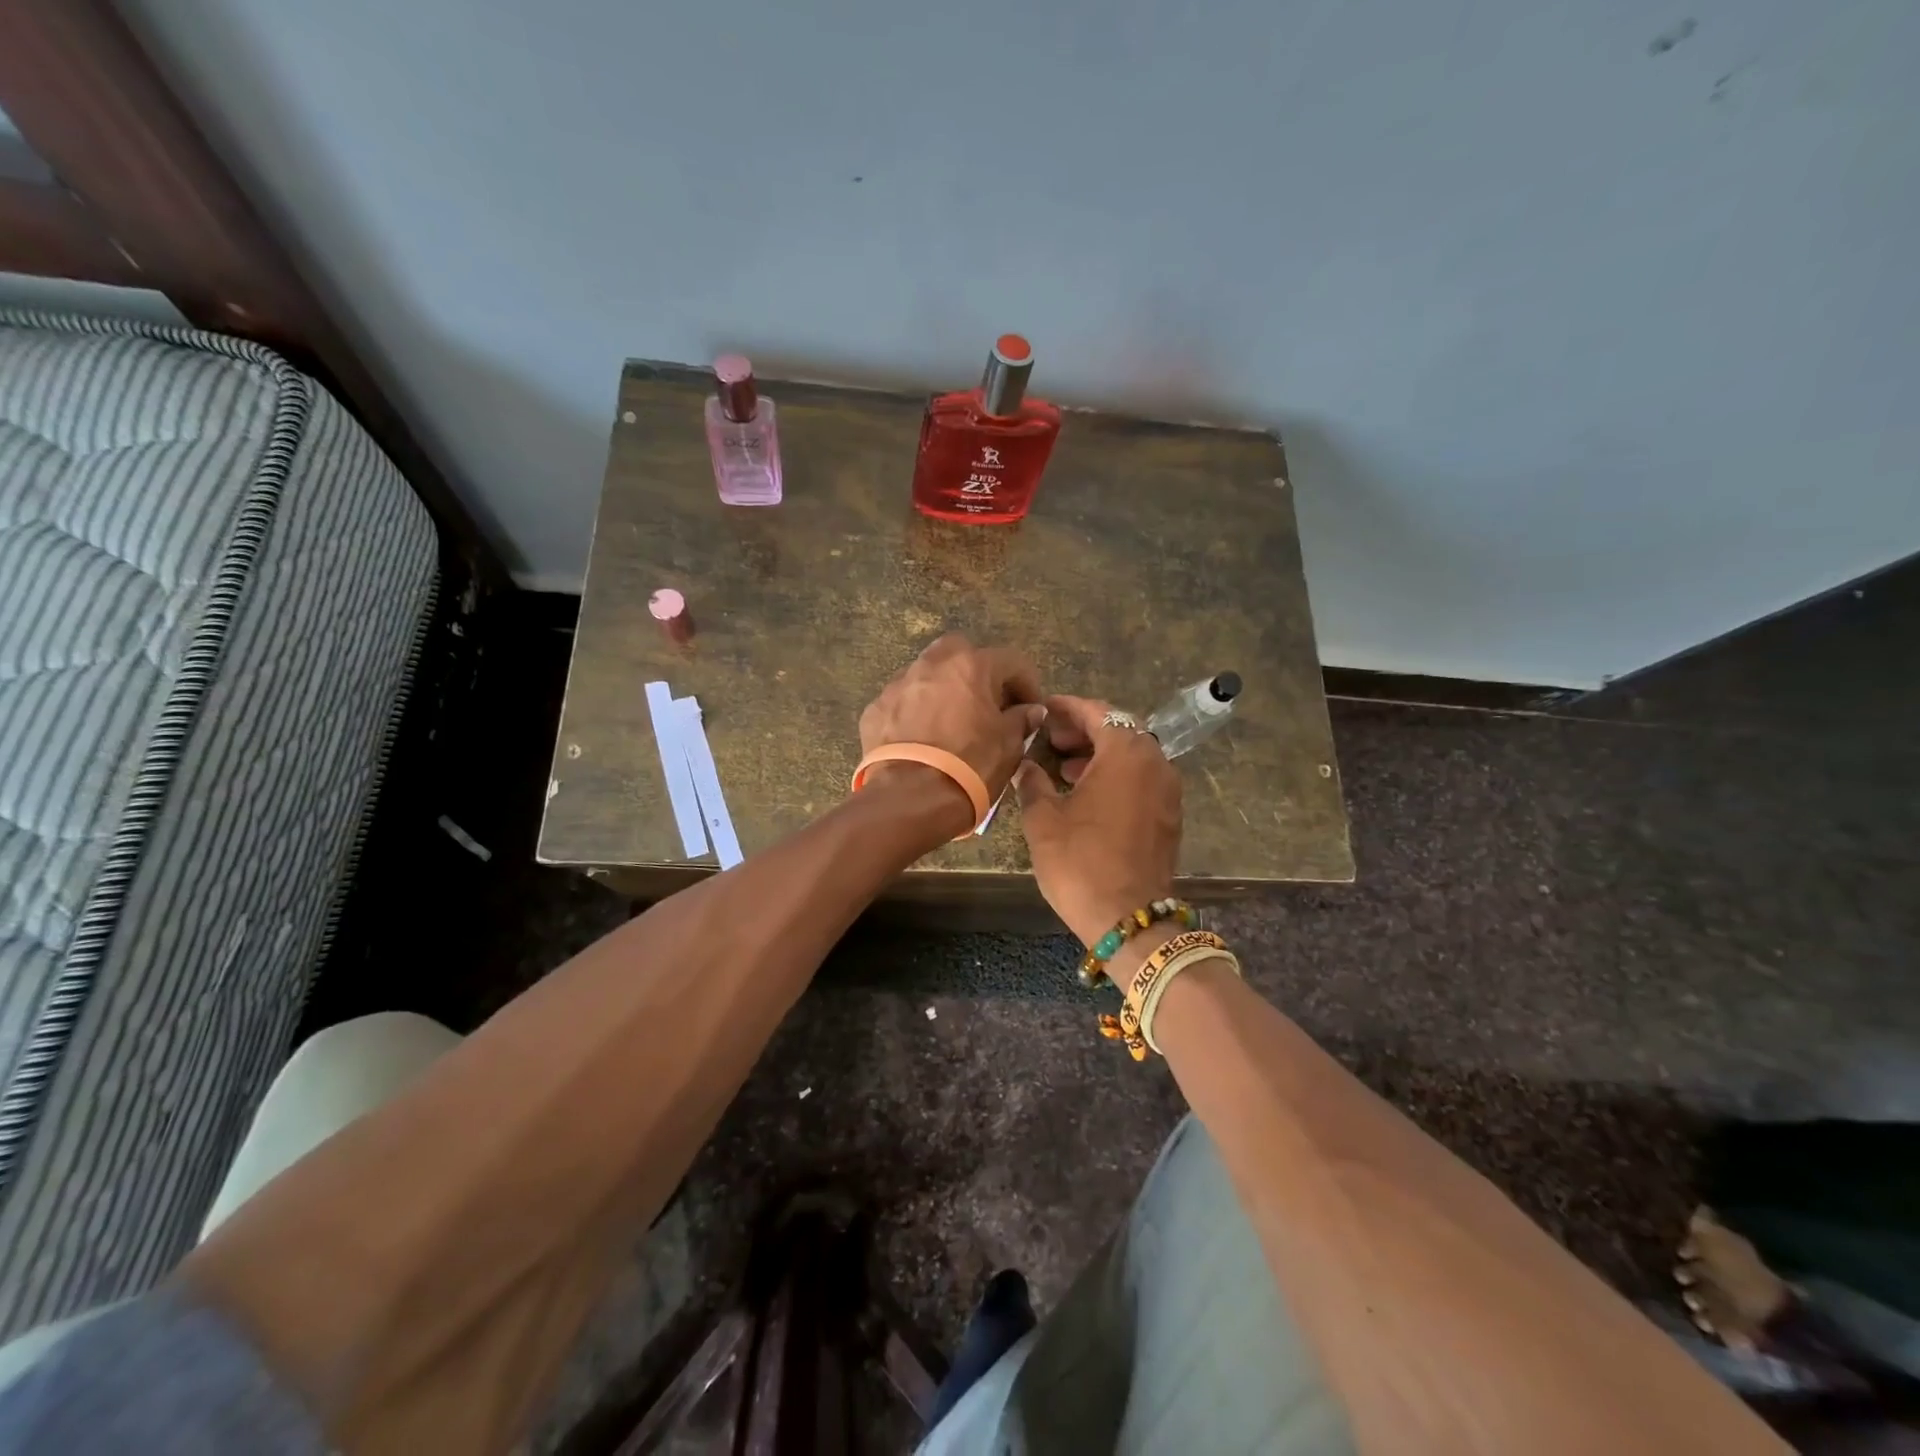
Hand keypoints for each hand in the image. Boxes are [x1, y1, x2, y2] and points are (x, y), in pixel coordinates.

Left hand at [859, 634, 1044, 833]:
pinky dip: (915, 712)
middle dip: (977, 672)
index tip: (1031, 708)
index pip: (1011, 661)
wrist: (909, 799)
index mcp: (970, 666)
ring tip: (952, 721)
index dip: (1027, 684)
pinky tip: (922, 738)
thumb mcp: (1008, 746)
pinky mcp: (875, 709)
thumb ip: (1020, 720)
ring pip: (926, 675)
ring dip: (943, 690)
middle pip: (960, 652)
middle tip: (987, 703)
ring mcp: (898, 685)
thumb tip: (1029, 711)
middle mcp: (932, 665)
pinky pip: (902, 702)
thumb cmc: (970, 767)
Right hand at [1015, 695, 1182, 946]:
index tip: (1044, 709)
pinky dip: (1117, 774)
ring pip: (1133, 754)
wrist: (1128, 918)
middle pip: (1120, 730)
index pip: (1098, 712)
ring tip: (1064, 766)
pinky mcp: (1170, 814)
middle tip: (1051, 739)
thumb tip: (1023, 764)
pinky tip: (1088, 792)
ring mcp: (1168, 789)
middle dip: (1084, 730)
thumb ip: (1032, 782)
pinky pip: (1142, 778)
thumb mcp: (1043, 819)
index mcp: (1126, 753)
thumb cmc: (1080, 862)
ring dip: (1100, 753)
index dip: (1067, 708)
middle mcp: (1155, 762)